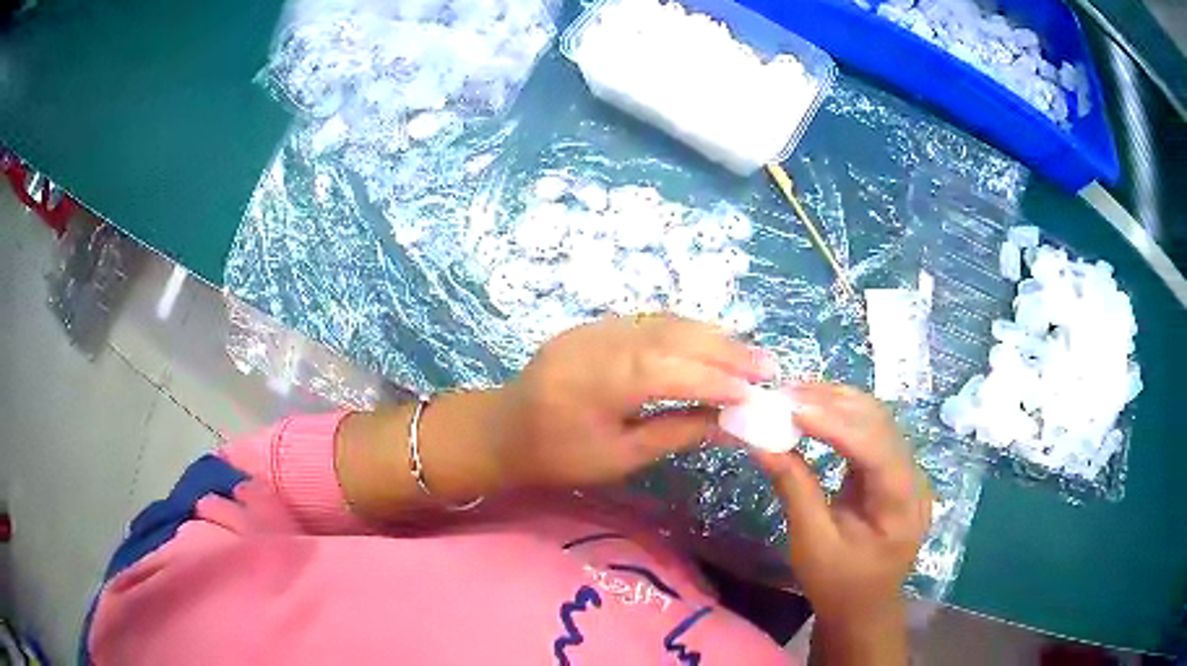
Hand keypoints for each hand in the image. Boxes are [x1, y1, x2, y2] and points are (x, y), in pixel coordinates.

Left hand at [493, 315, 775, 488]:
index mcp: (600, 380)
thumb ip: (677, 431)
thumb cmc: (559, 456)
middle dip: (726, 349)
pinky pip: (648, 322)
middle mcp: (600, 342)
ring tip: (749, 352)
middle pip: (674, 337)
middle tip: (768, 364)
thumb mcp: (620, 456)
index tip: (759, 390)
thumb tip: (730, 422)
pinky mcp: (595, 324)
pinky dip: (685, 331)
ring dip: (711, 335)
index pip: (672, 370)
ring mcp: (596, 327)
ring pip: (665, 323)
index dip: (719, 378)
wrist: (504, 430)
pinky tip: (710, 342)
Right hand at [753, 384, 931, 627]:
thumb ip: (794, 490)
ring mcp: (906, 470)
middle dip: (833, 403)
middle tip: (783, 393)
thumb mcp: (812, 545)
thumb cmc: (838, 584)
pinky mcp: (892, 469)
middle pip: (879, 423)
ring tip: (792, 395)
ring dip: (835, 402)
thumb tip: (761, 442)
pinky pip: (869, 431)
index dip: (835, 424)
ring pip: (876, 419)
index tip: (791, 407)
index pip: (875, 448)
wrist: (863, 607)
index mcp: (902, 503)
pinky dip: (839, 416)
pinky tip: (812, 410)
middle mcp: (913, 476)